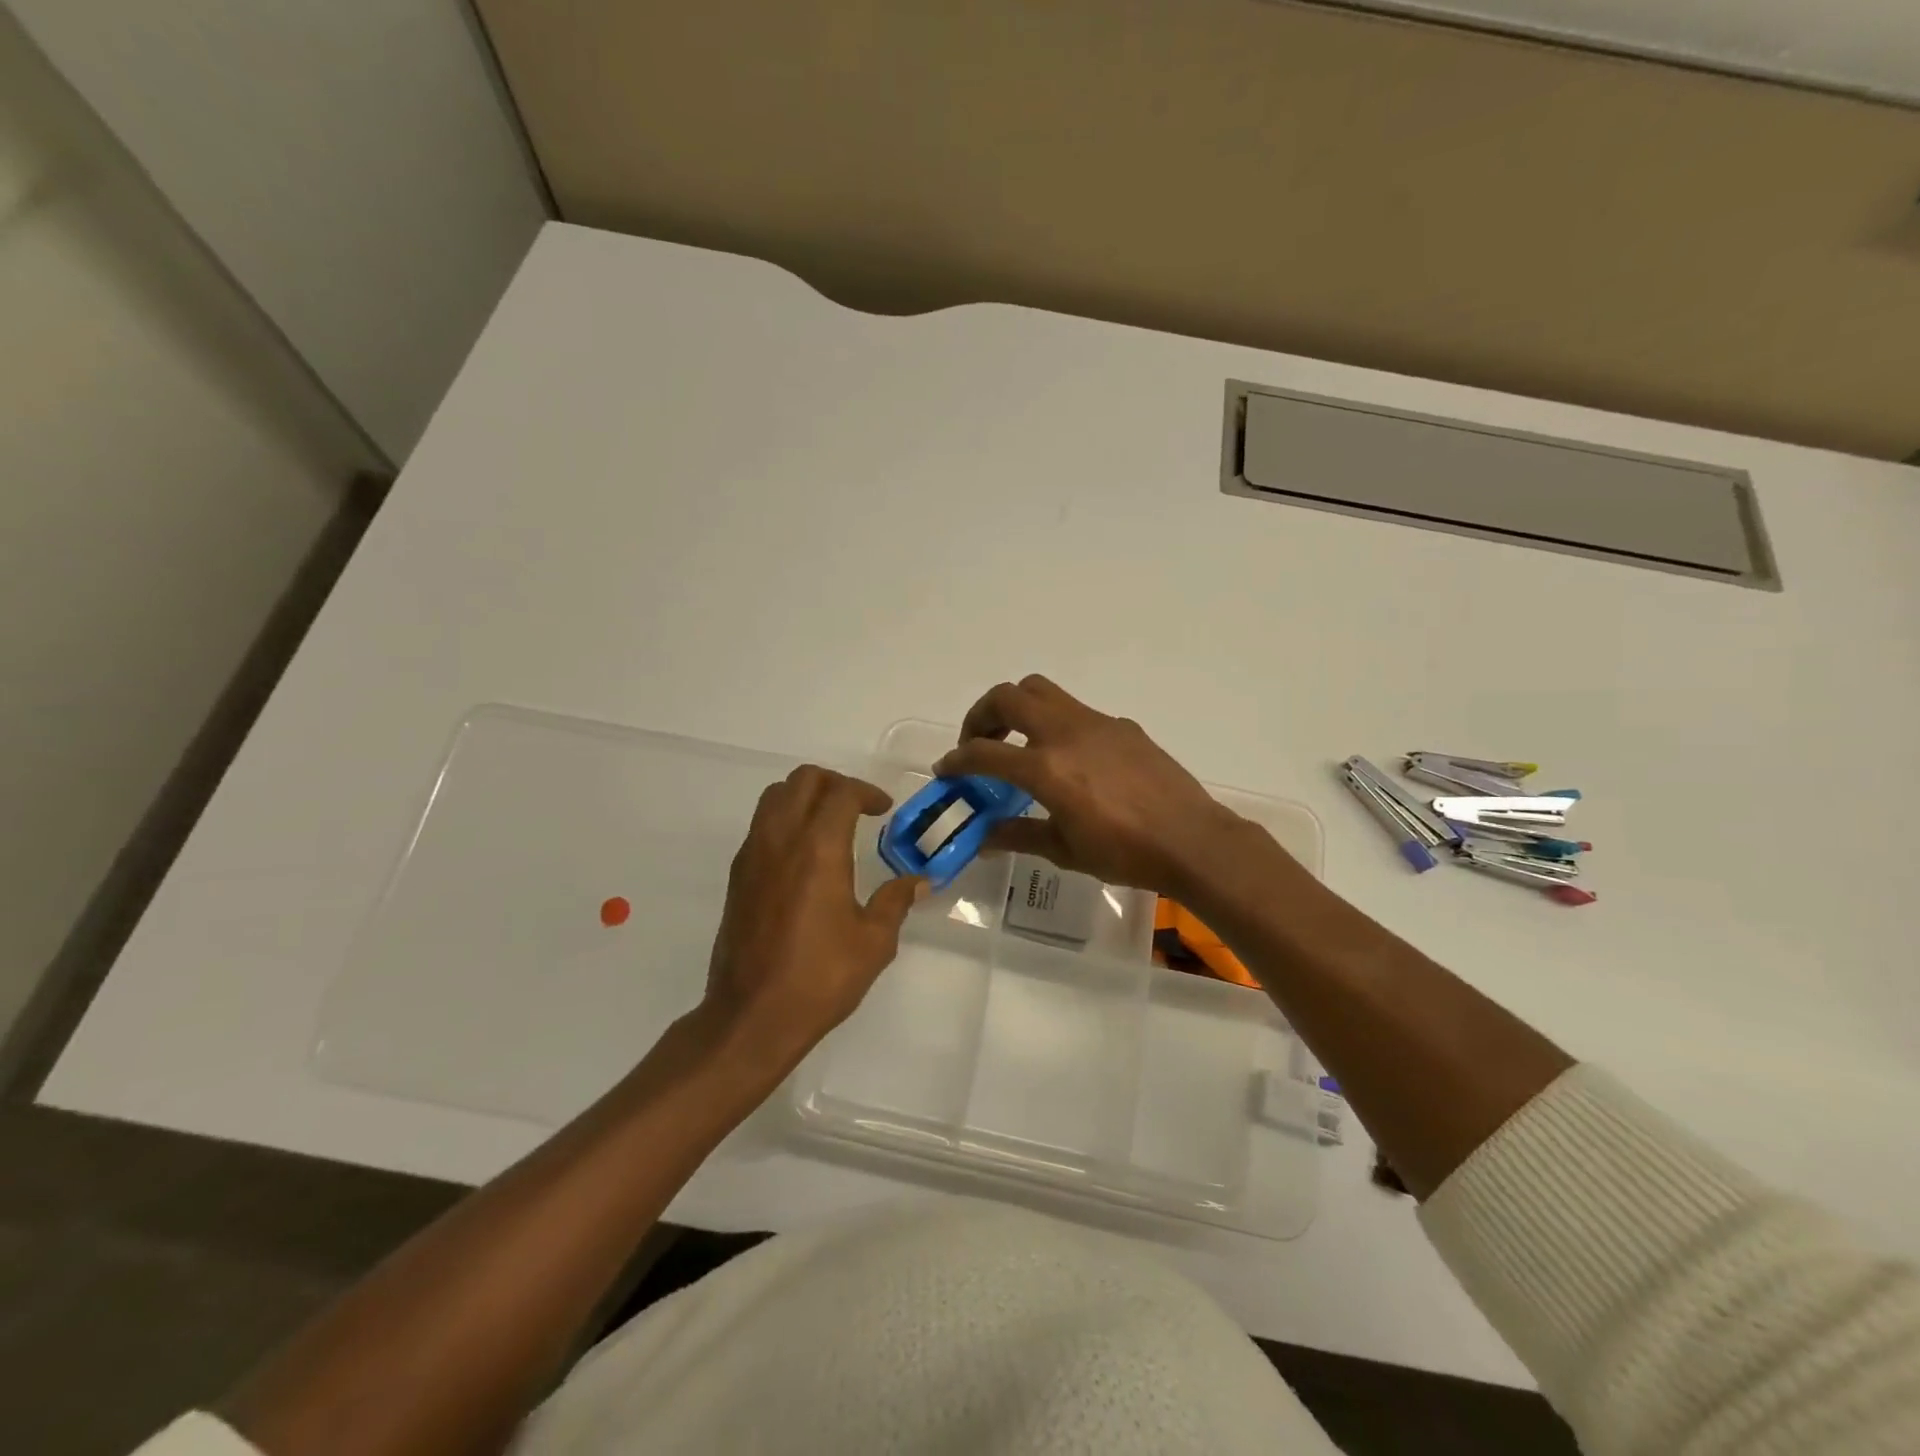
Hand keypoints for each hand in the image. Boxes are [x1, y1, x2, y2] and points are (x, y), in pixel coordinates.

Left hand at [701, 766, 924, 1072]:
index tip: (884, 810)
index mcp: (818, 848)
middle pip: (803, 780)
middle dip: (835, 783)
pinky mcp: (738, 876)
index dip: (867, 792)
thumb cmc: (820, 978)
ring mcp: (753, 855)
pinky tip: (804, 855)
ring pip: (775, 796)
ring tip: (829, 823)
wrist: (752, 1016)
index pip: (841, 793)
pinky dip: (784, 820)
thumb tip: (921, 881)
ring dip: (805, 796)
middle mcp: (781, 840)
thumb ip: (896, 901)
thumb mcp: (873, 942)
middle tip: (858, 807)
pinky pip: (761, 825)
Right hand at [933, 675, 1251, 895]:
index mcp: (1046, 767)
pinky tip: (1068, 760)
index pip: (984, 752)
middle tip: (979, 744)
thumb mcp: (1064, 850)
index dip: (957, 760)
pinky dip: (1055, 724)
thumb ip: (1018, 836)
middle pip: (1008, 696)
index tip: (946, 770)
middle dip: (981, 715)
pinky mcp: (1122, 726)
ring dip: (1017, 709)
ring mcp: (1097, 723)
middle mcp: (1066, 733)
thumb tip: (983, 838)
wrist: (1192, 841)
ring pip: (1042, 692)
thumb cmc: (1125, 853)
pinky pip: (1075, 711)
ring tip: (1017, 743)